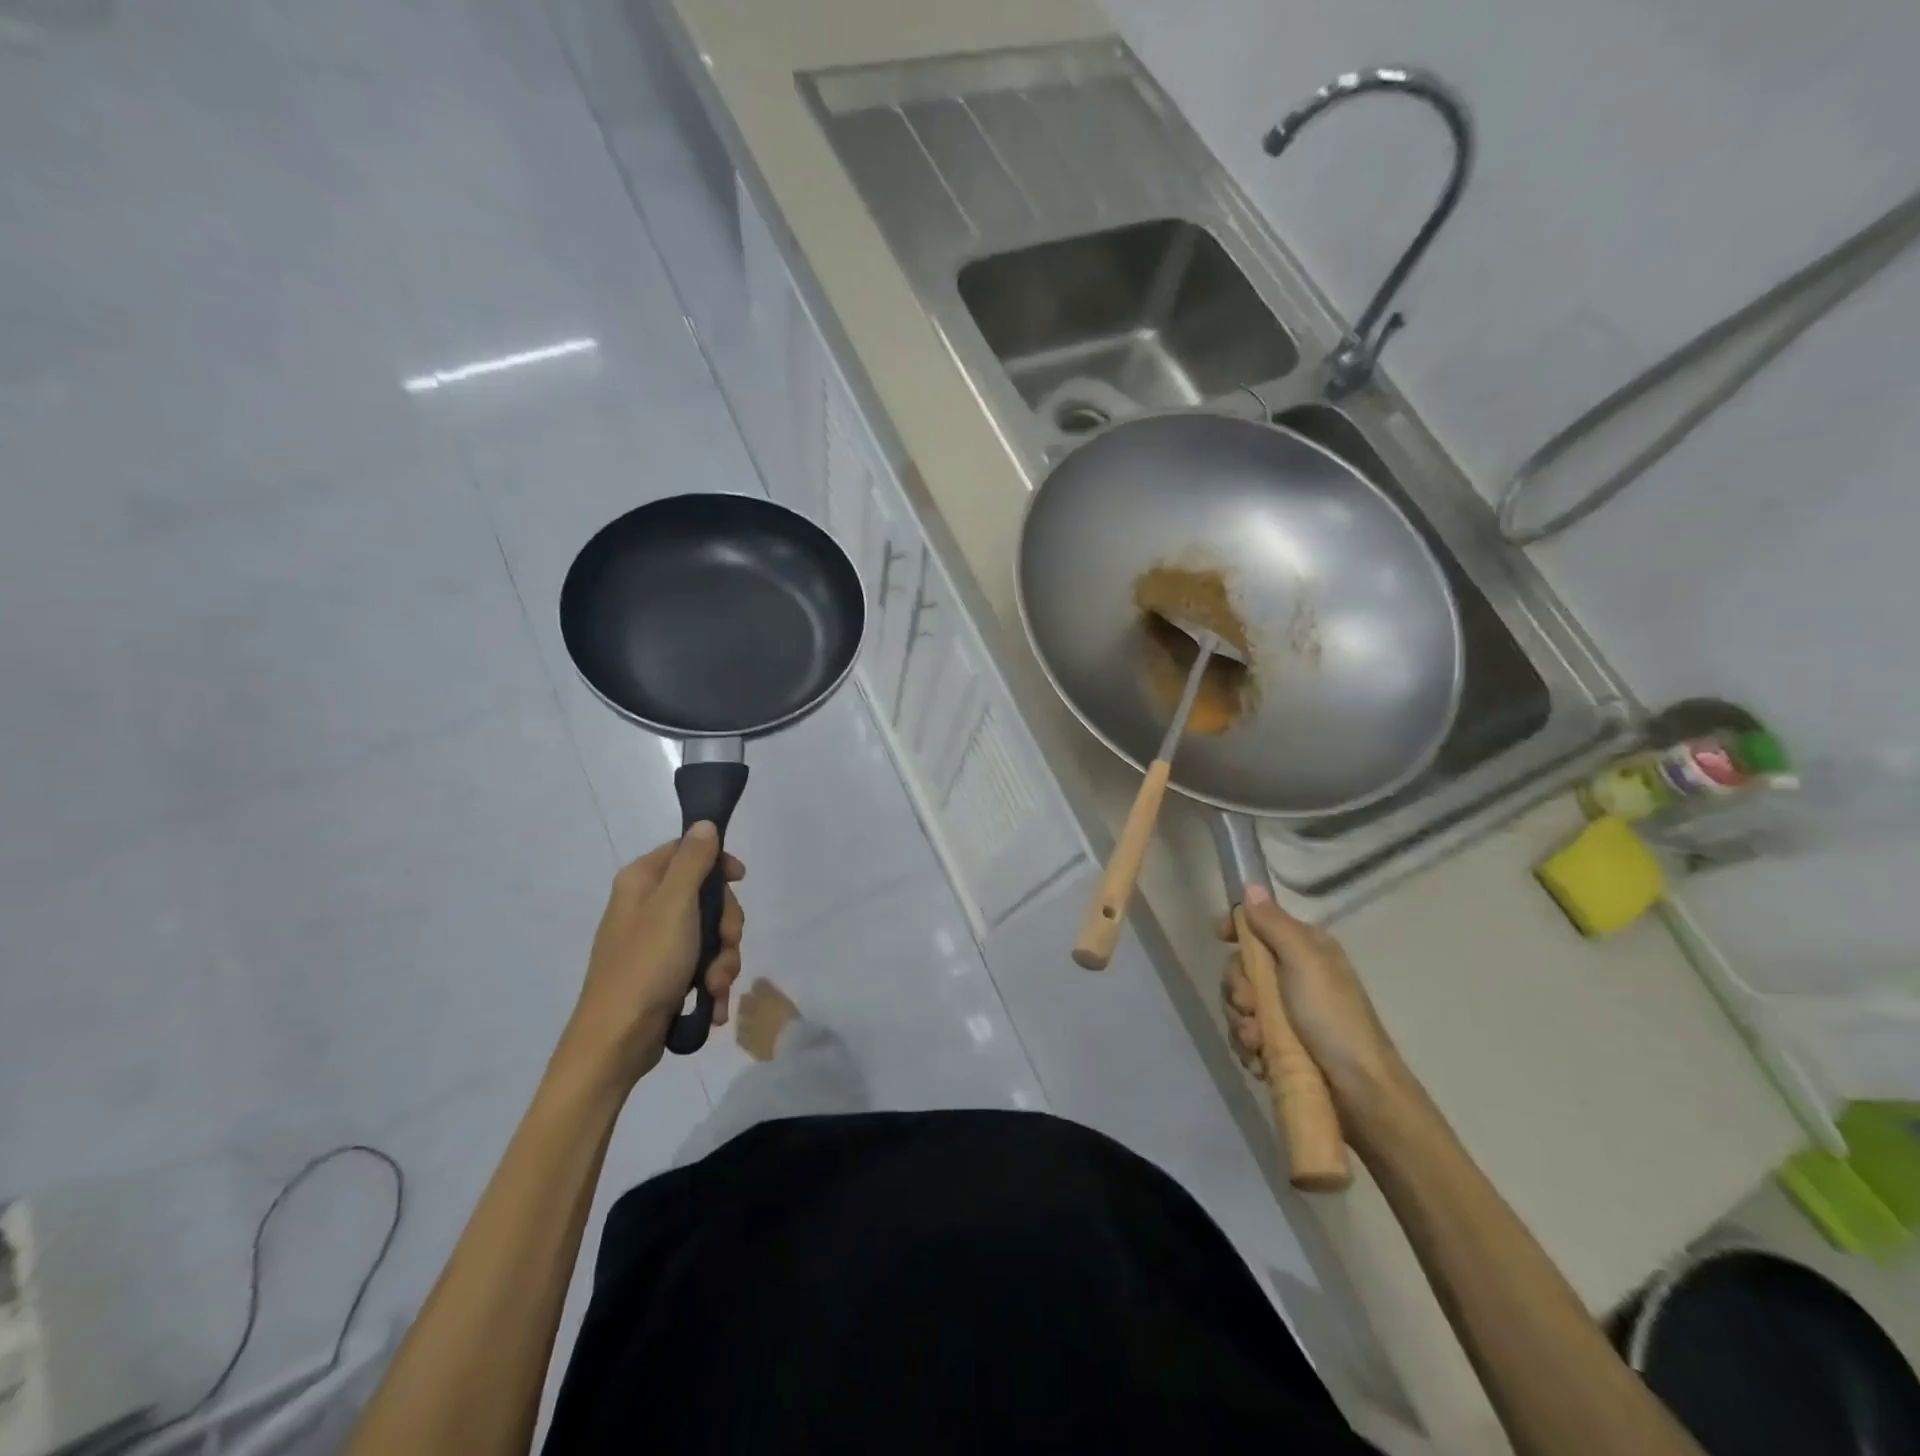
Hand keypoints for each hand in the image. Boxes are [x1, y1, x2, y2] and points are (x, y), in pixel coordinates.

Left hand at [560, 824, 744, 1086]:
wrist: (616, 1042)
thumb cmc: (646, 965)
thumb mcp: (675, 906)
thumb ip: (693, 861)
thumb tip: (704, 823)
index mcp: (642, 881)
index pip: (689, 850)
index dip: (719, 863)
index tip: (740, 881)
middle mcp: (647, 905)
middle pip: (706, 894)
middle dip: (725, 925)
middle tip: (726, 945)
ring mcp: (655, 942)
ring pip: (710, 933)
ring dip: (723, 959)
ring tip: (715, 985)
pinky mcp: (664, 973)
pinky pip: (701, 963)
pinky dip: (713, 980)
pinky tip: (714, 1000)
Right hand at [1218, 887, 1405, 1114]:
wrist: (1361, 1093)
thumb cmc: (1333, 1018)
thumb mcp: (1304, 962)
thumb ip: (1274, 924)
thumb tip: (1251, 887)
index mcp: (1305, 950)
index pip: (1260, 926)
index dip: (1237, 930)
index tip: (1219, 938)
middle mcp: (1295, 976)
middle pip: (1242, 969)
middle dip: (1238, 989)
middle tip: (1251, 1007)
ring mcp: (1287, 1014)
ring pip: (1240, 1005)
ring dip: (1242, 1023)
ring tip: (1258, 1043)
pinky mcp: (1281, 1046)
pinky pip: (1246, 1036)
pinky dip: (1248, 1047)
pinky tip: (1260, 1059)